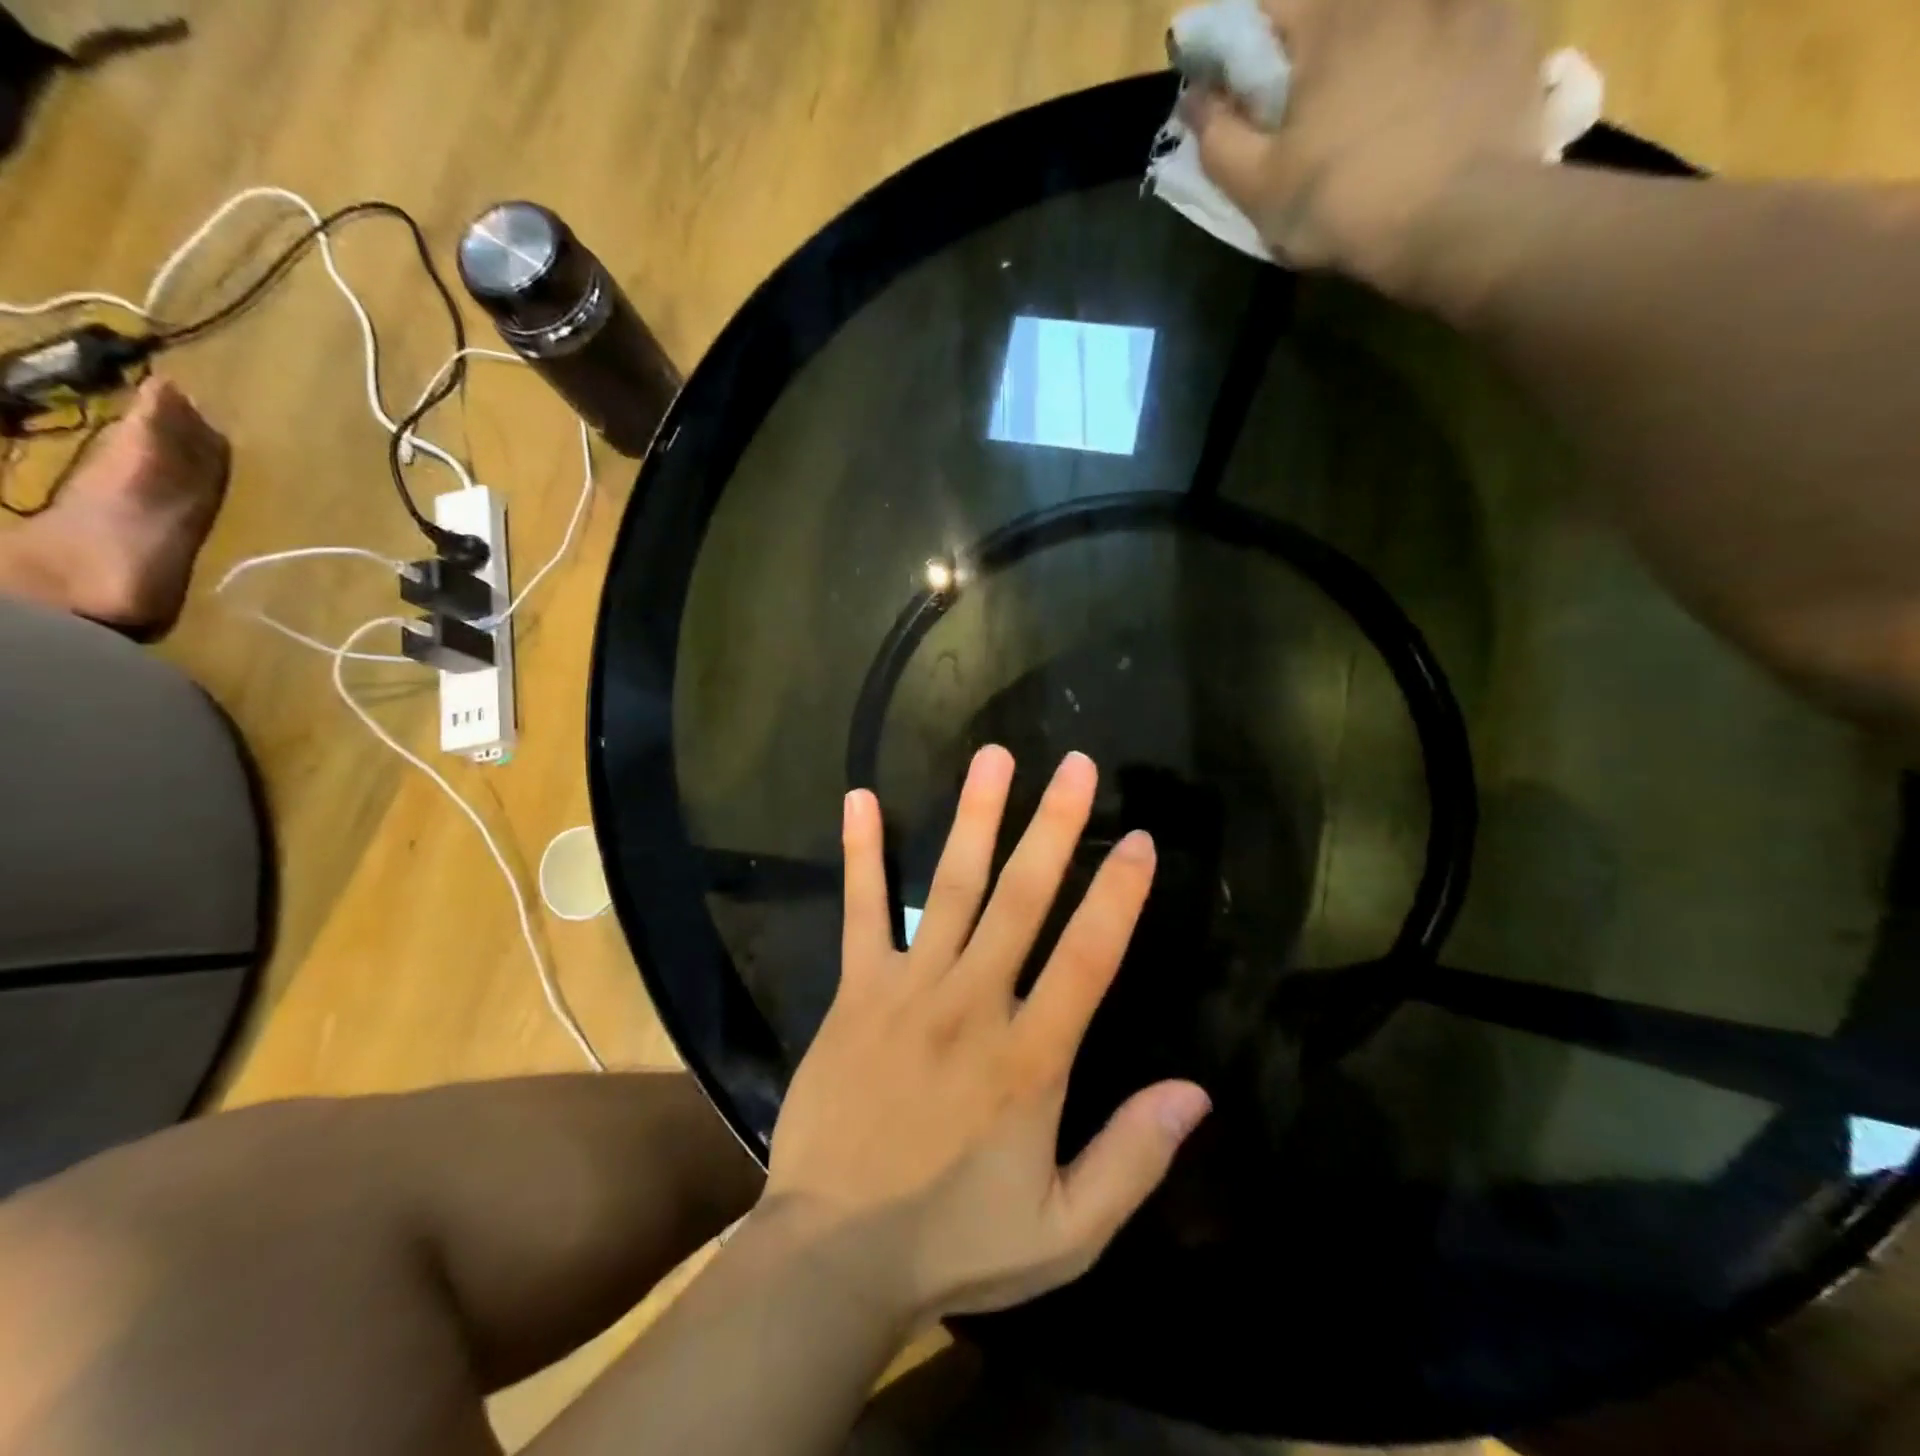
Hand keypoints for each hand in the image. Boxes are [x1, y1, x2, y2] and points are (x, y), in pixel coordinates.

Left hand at [763, 747, 1211, 1323]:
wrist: (831, 1255)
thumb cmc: (953, 1242)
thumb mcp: (1064, 1232)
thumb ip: (1132, 1160)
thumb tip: (1197, 1093)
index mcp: (1030, 1059)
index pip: (1087, 958)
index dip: (1118, 895)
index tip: (1138, 839)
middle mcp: (973, 1005)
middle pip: (1023, 900)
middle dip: (1053, 827)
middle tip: (1075, 765)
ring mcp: (909, 990)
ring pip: (951, 888)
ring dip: (976, 818)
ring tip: (994, 758)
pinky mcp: (856, 991)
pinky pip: (860, 911)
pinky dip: (862, 854)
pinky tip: (860, 799)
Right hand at [1187, 0, 1543, 300]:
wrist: (1457, 220)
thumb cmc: (1342, 205)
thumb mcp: (1258, 189)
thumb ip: (1217, 138)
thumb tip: (1194, 95)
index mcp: (1328, 21)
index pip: (1267, 7)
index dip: (1245, 48)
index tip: (1242, 89)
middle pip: (1338, 6)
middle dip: (1316, 45)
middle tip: (1314, 103)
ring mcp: (1460, 0)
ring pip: (1402, 12)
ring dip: (1384, 39)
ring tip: (1377, 99)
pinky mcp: (1509, 24)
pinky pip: (1468, 13)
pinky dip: (1445, 37)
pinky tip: (1437, 84)